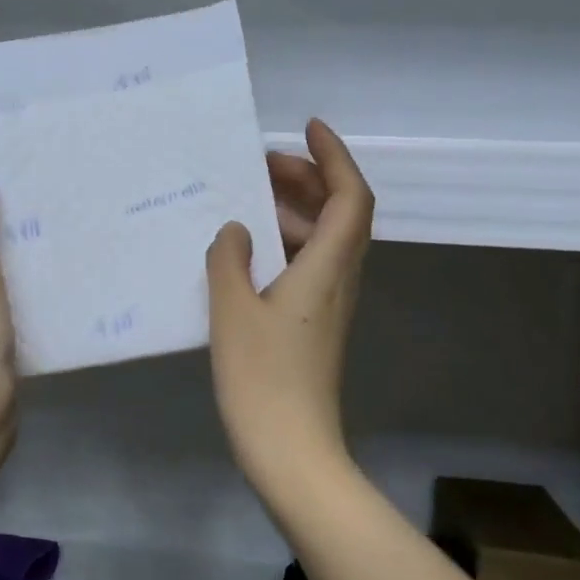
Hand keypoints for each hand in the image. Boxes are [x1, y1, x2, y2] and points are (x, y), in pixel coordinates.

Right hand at [206, 119, 372, 492]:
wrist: (291, 450)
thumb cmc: (262, 378)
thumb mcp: (233, 311)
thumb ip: (229, 260)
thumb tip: (235, 231)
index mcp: (328, 269)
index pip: (350, 197)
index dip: (334, 157)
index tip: (306, 129)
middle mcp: (339, 281)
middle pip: (341, 214)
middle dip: (308, 179)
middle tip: (260, 165)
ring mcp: (328, 306)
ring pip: (324, 242)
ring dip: (294, 212)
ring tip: (246, 202)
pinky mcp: (313, 327)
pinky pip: (307, 267)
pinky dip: (284, 245)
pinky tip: (244, 254)